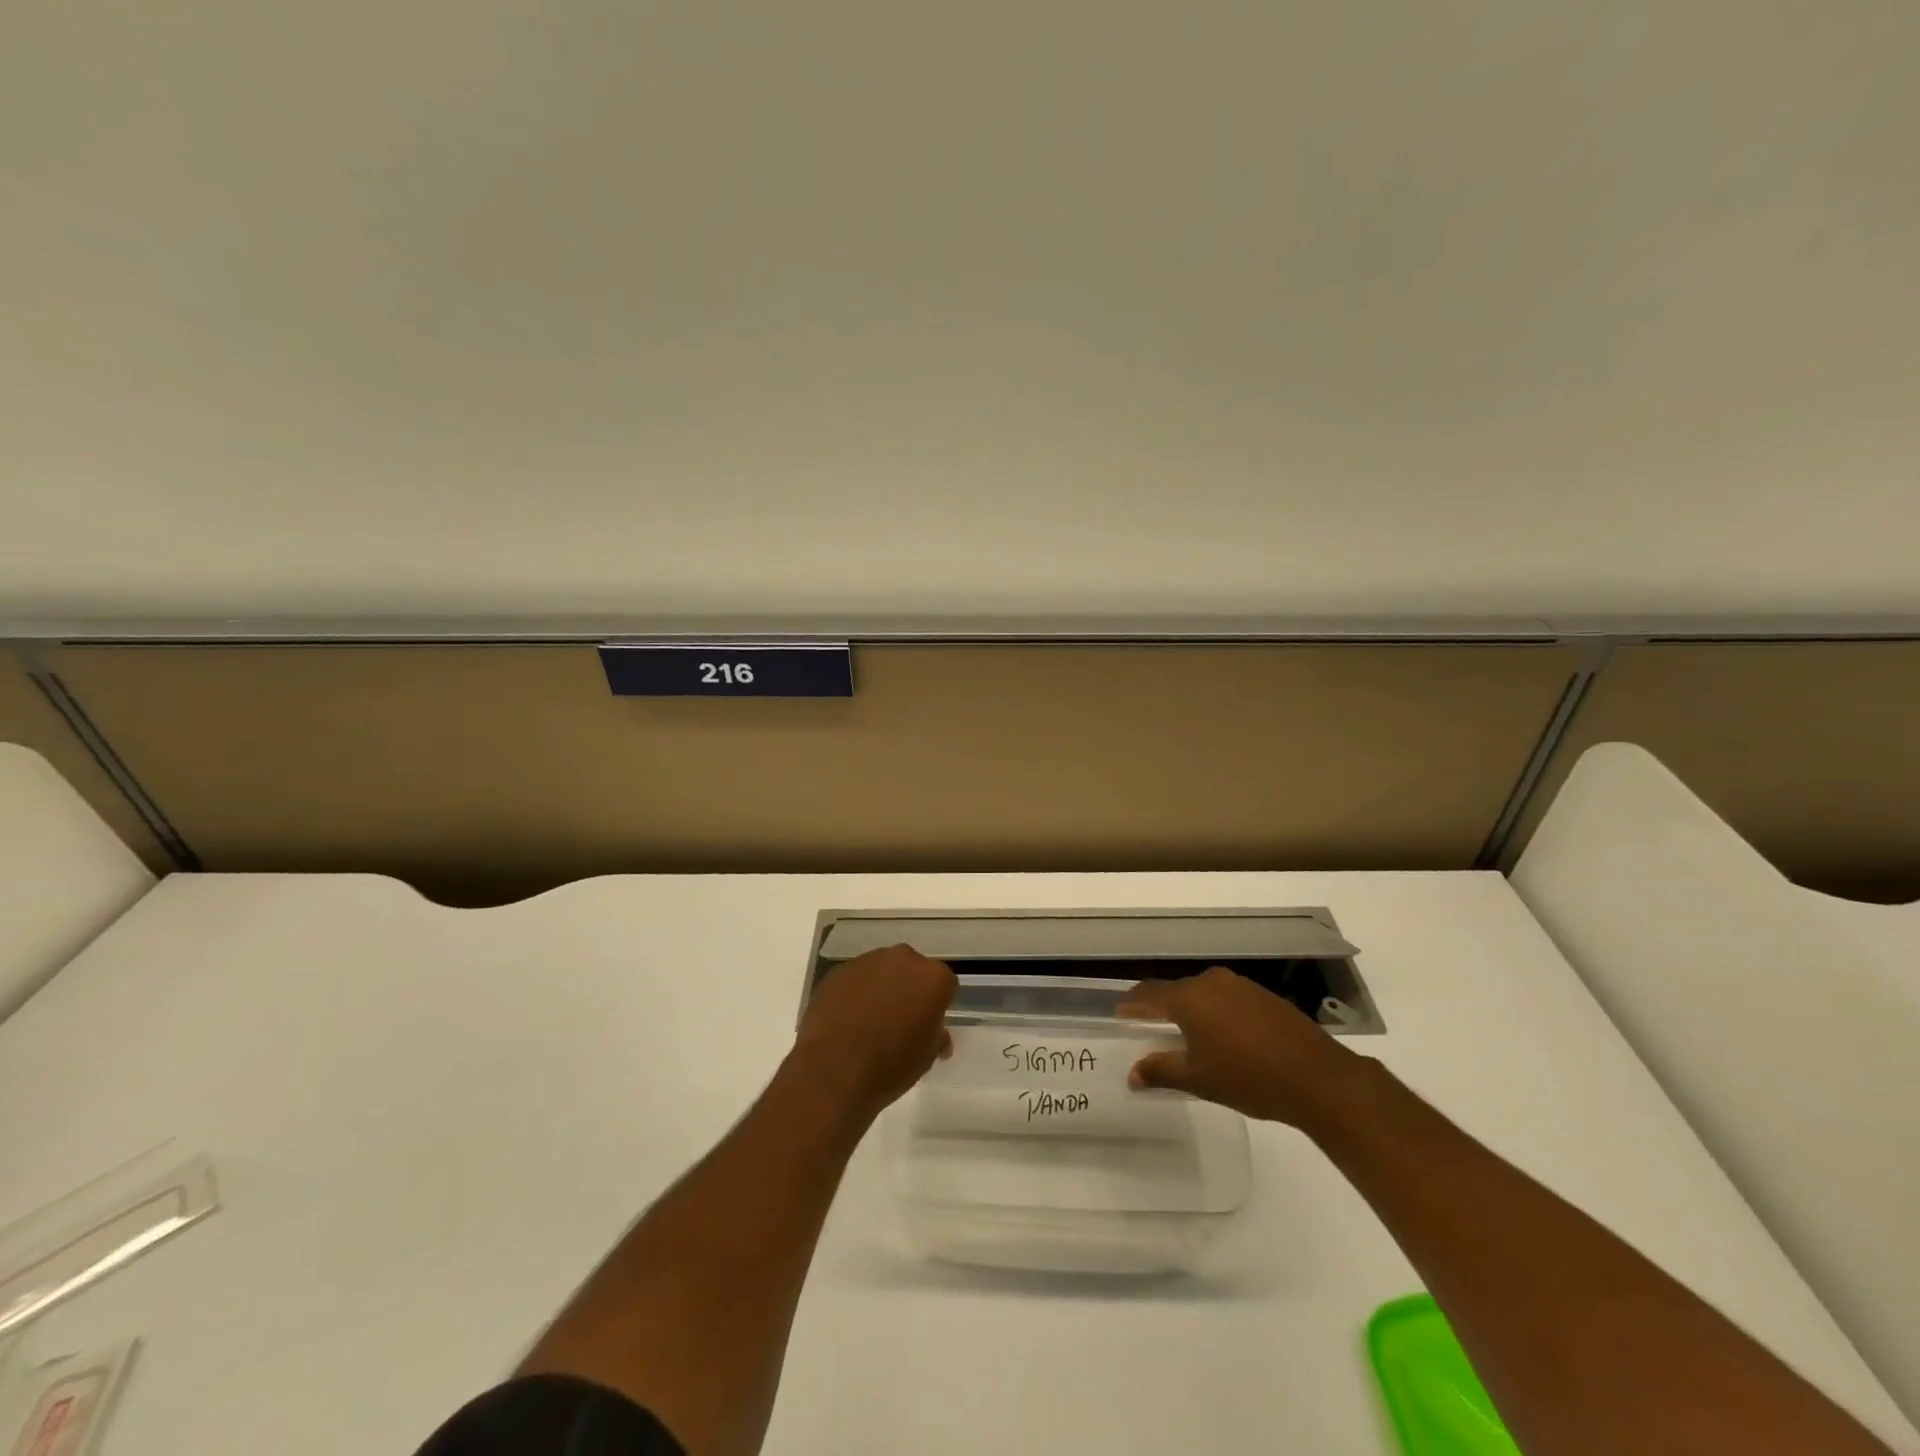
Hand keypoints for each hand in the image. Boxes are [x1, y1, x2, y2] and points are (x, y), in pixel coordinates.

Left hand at [792, 945, 956, 1119]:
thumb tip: (939, 1035)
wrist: (833, 1070)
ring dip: (881, 988)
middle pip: (912, 970)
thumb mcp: (925, 1059)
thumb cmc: (890, 1067)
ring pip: (882, 971)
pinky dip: (856, 992)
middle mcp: (903, 959)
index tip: (929, 1023)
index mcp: (932, 978)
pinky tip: (847, 1019)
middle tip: (901, 1019)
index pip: (945, 984)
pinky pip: (856, 978)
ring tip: (870, 1020)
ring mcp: (868, 961)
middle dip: (909, 989)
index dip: (938, 1004)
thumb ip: (936, 1037)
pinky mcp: (839, 970)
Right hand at [1120, 967, 1370, 1130]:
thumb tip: (1132, 1074)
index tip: (1121, 1015)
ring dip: (1194, 1011)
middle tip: (1155, 1030)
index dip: (1133, 1005)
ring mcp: (1241, 986)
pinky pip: (1229, 999)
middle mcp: (1211, 982)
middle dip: (1164, 1009)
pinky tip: (1227, 1038)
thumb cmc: (1248, 1078)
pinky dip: (1219, 1014)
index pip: (1149, 994)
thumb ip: (1161, 1071)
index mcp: (1189, 998)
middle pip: (1177, 992)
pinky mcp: (1264, 996)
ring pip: (1205, 994)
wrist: (1318, 1078)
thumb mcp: (1199, 1079)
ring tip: (1191, 1037)